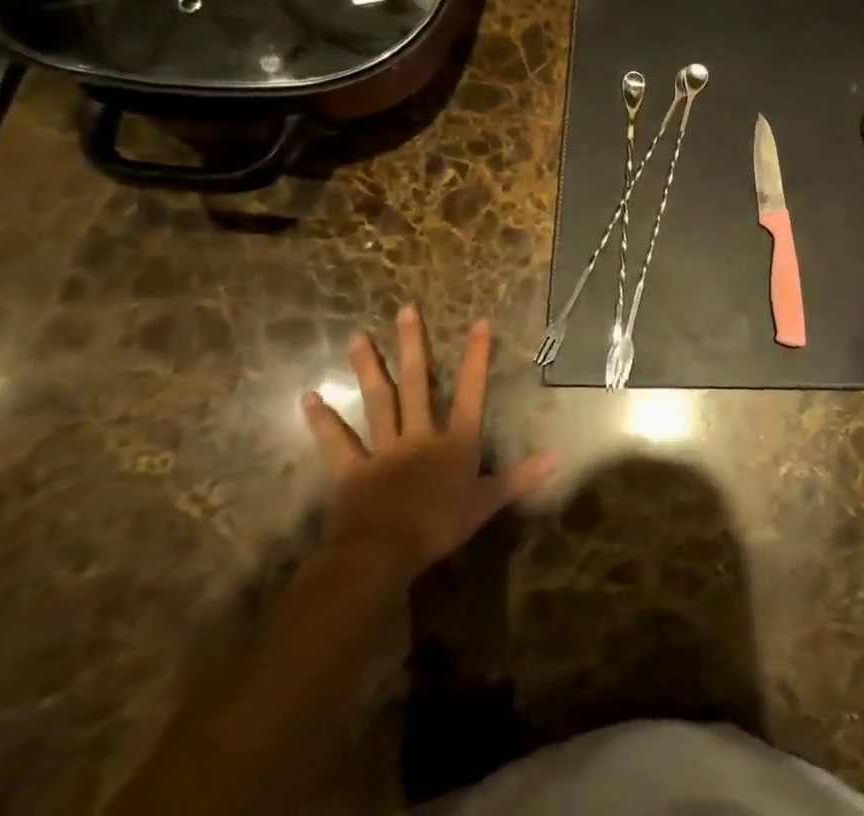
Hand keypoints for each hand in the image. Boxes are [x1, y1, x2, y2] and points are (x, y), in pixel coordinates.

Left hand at [300, 307, 554, 584]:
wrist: (384, 553)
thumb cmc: (439, 527)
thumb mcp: (486, 504)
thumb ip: (519, 478)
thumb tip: (555, 457)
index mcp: (454, 442)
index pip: (470, 392)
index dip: (476, 357)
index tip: (479, 322)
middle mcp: (419, 435)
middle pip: (417, 384)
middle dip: (412, 346)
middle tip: (405, 310)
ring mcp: (383, 449)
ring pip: (378, 402)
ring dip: (368, 369)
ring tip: (357, 336)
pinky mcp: (351, 470)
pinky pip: (336, 442)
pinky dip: (323, 421)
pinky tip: (308, 397)